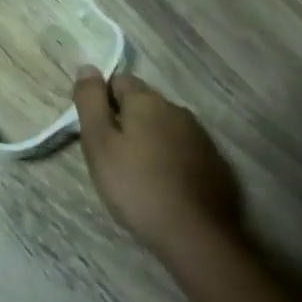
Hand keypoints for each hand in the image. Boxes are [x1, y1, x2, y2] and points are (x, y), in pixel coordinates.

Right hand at [73, 72, 242, 264]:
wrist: (194, 234)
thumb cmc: (136, 186)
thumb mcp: (99, 144)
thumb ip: (90, 102)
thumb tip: (87, 67)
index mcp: (147, 100)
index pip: (119, 80)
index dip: (103, 101)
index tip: (96, 131)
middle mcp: (176, 109)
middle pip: (143, 103)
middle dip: (126, 120)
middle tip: (112, 156)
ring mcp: (199, 136)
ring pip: (164, 126)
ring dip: (150, 139)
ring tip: (138, 173)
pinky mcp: (214, 162)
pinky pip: (183, 150)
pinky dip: (171, 159)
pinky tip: (165, 185)